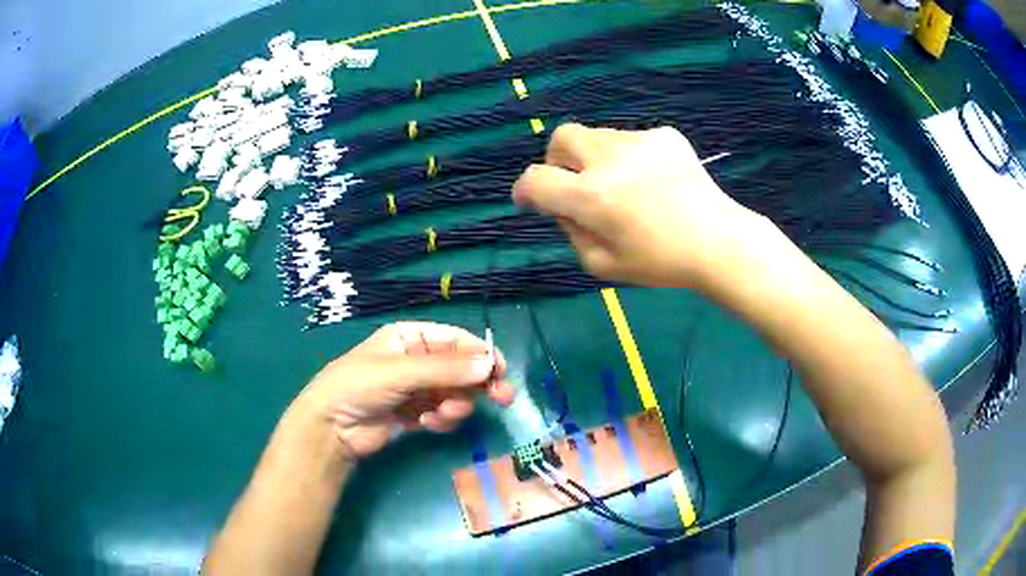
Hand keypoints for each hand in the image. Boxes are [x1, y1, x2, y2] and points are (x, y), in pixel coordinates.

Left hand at [295, 322, 515, 460]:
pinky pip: (442, 414)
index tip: (500, 371)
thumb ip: (446, 370)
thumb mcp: (400, 372)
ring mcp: (417, 389)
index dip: (480, 354)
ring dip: (455, 405)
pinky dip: (441, 420)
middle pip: (460, 369)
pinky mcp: (416, 414)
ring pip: (454, 394)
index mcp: (410, 338)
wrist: (331, 428)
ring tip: (441, 415)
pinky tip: (426, 425)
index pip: (455, 341)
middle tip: (503, 398)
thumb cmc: (359, 386)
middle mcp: (417, 361)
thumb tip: (489, 366)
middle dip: (477, 384)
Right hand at [512, 124, 767, 289]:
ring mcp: (639, 141)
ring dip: (596, 158)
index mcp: (590, 195)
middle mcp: (608, 158)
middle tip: (574, 182)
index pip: (536, 179)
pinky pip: (632, 140)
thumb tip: (563, 207)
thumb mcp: (603, 265)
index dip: (525, 189)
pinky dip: (631, 158)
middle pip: (561, 138)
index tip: (529, 199)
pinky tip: (654, 180)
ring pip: (598, 137)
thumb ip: (571, 233)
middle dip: (557, 159)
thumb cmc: (661, 262)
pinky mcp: (664, 135)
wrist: (719, 242)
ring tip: (625, 186)